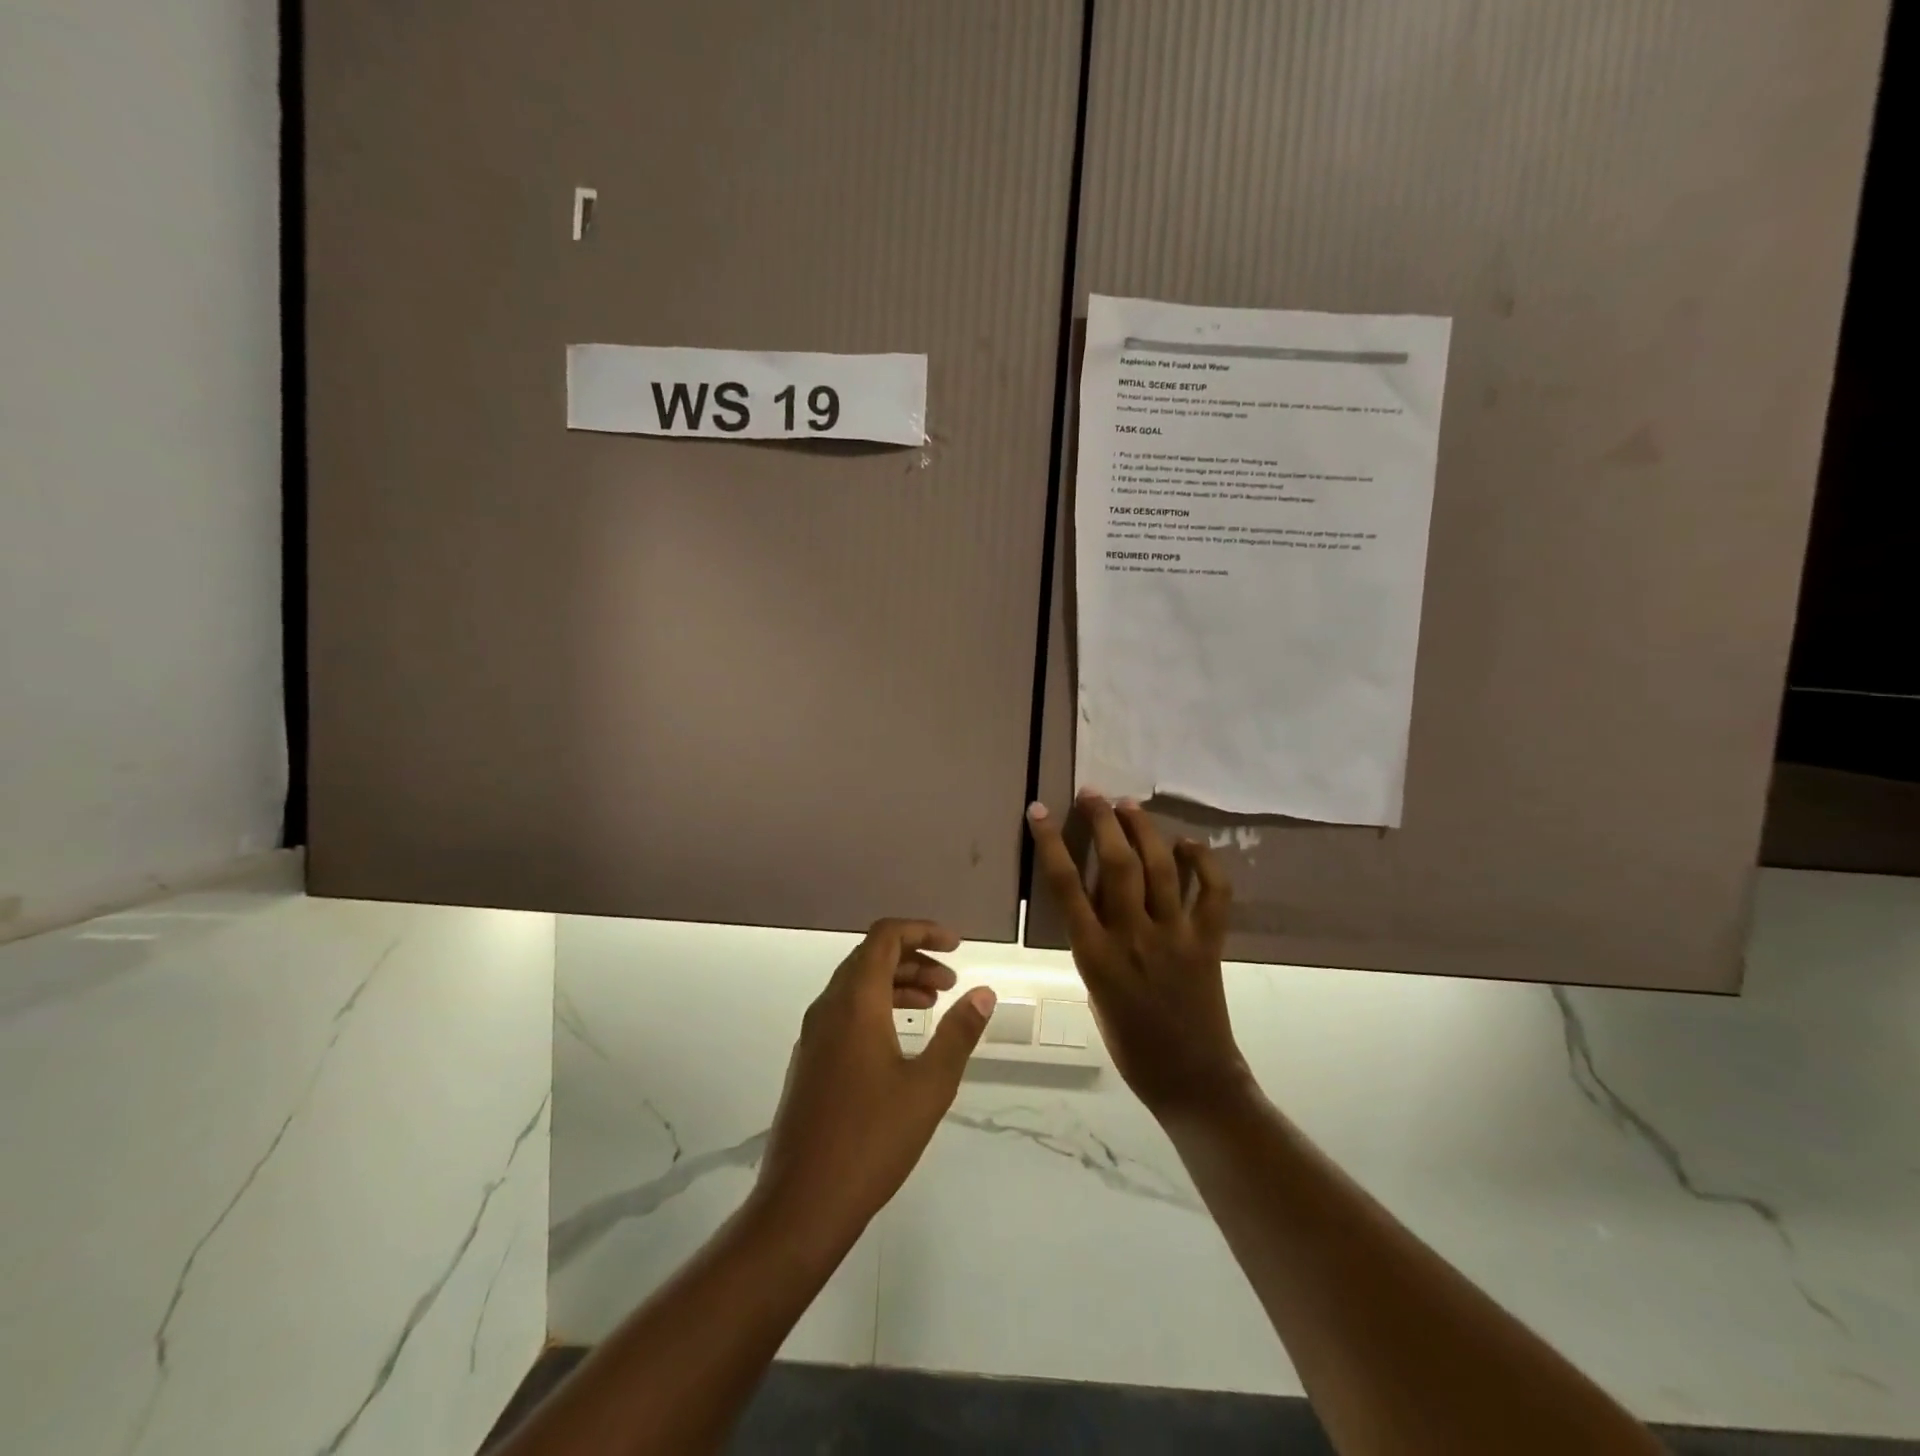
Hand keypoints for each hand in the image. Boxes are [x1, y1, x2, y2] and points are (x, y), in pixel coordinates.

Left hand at [754, 919, 995, 1249]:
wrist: (801, 1204)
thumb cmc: (872, 1139)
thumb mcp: (929, 1085)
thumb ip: (958, 1033)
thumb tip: (983, 992)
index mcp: (855, 1002)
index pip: (885, 936)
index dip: (923, 930)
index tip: (957, 946)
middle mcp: (828, 1007)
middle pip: (870, 957)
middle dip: (914, 959)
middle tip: (950, 983)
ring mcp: (813, 1035)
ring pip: (856, 986)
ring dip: (896, 984)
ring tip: (932, 1006)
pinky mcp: (808, 1061)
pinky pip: (844, 1012)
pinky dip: (876, 1008)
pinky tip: (899, 1041)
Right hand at [1027, 790, 1248, 1117]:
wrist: (1191, 1079)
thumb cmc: (1130, 1043)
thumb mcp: (1094, 991)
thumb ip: (1094, 943)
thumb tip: (1098, 903)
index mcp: (1095, 955)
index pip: (1065, 886)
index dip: (1050, 842)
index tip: (1039, 811)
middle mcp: (1133, 937)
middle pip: (1116, 864)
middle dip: (1103, 821)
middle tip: (1093, 794)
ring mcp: (1175, 936)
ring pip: (1160, 868)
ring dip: (1143, 829)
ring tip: (1129, 805)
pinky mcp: (1209, 941)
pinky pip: (1213, 892)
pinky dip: (1204, 862)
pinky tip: (1188, 844)